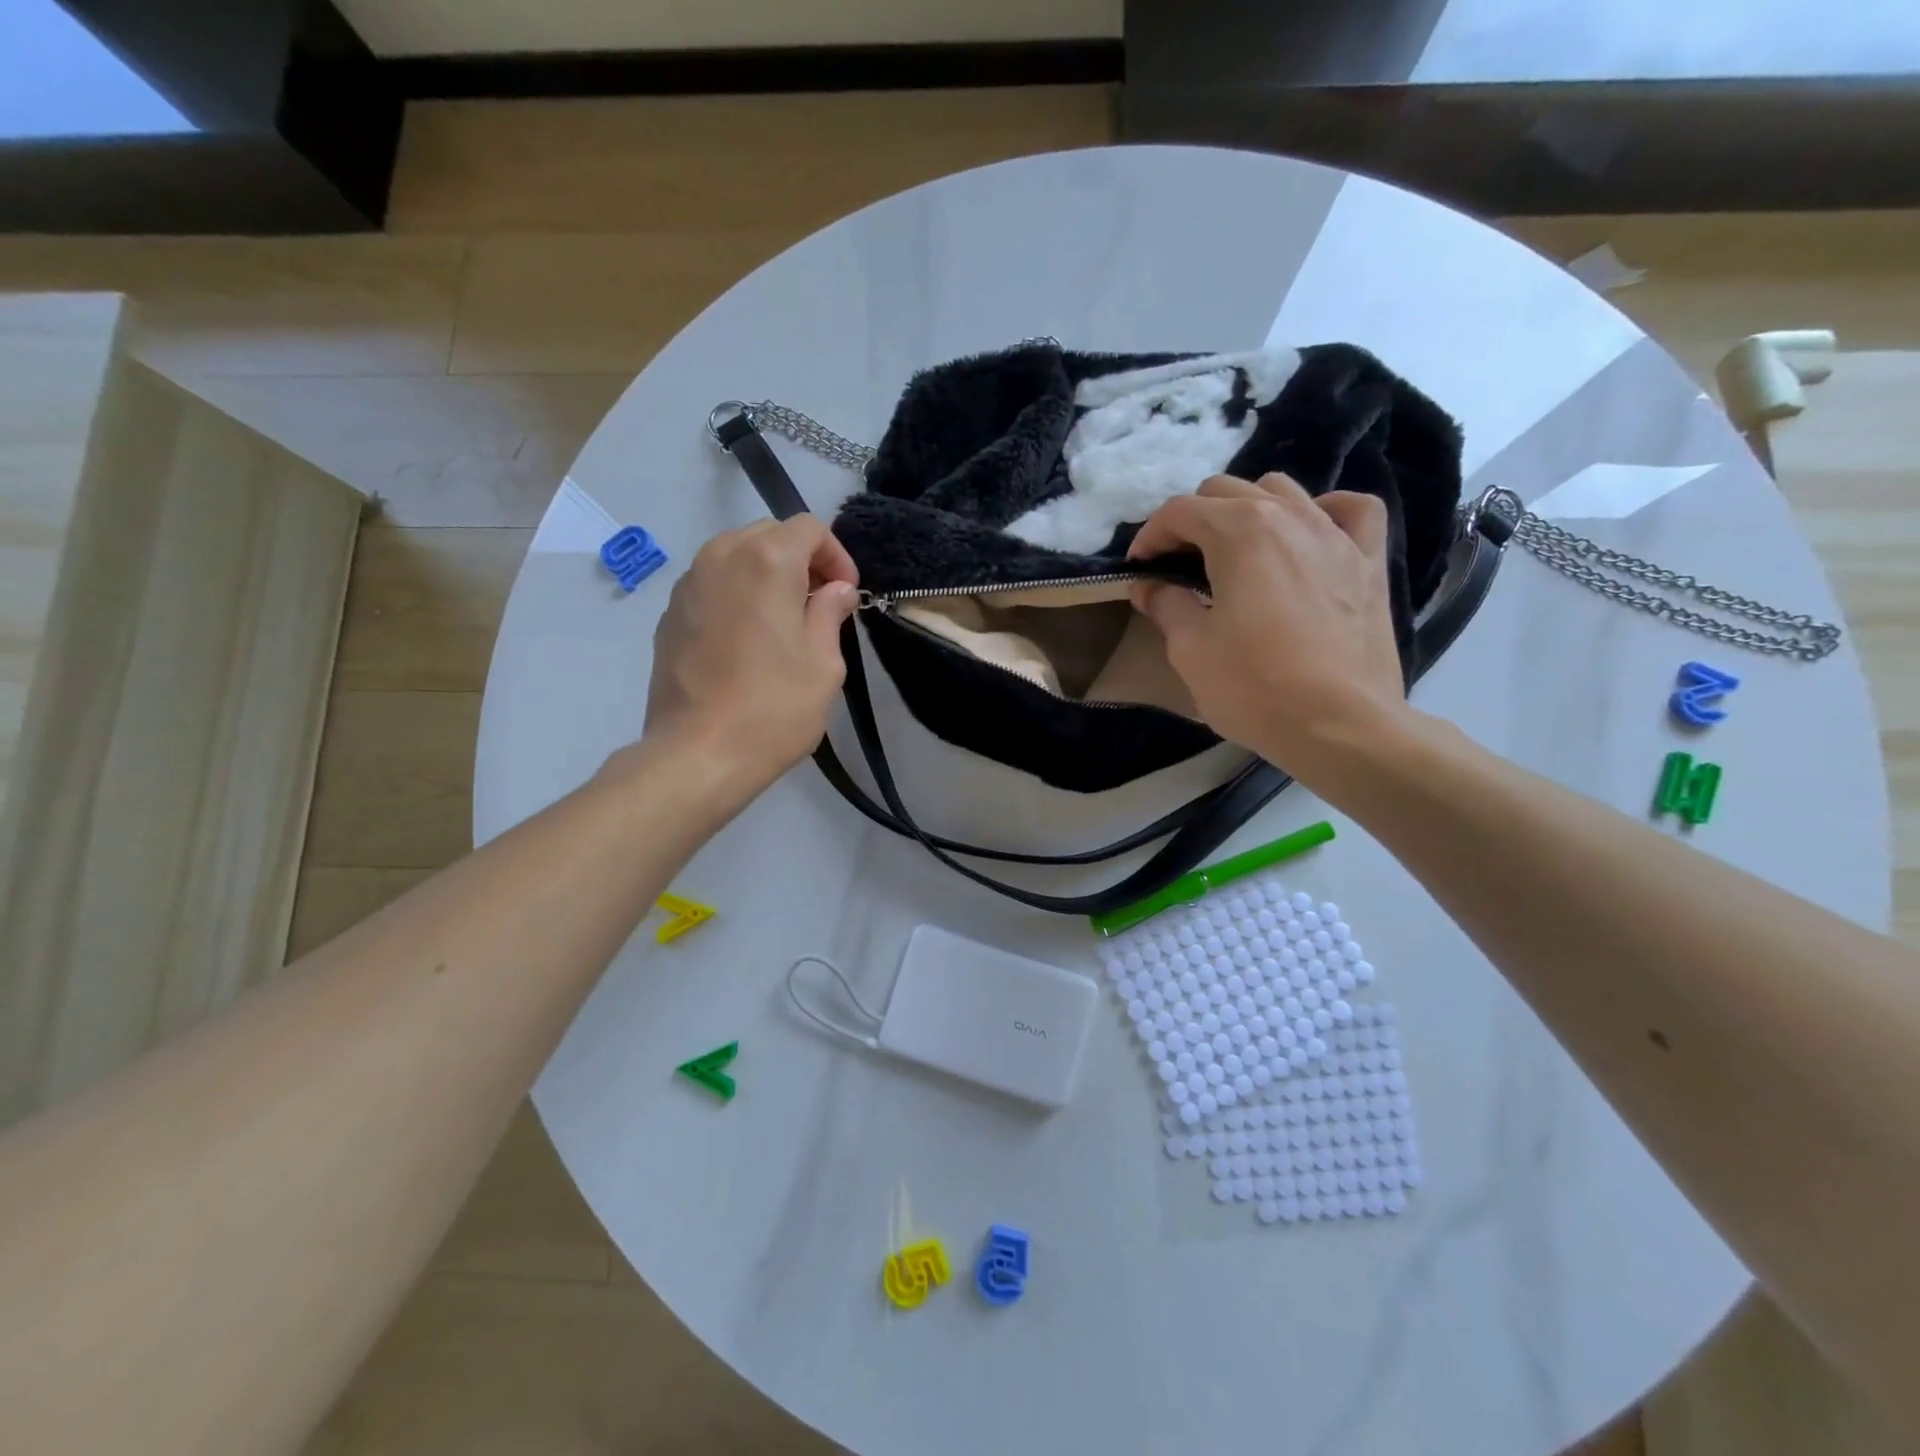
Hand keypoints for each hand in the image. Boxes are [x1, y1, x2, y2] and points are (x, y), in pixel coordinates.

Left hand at [643, 517, 859, 790]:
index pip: (808, 528)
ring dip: (766, 575)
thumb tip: (834, 590)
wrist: (699, 754)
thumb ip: (830, 613)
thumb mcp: (824, 664)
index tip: (846, 595)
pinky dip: (737, 595)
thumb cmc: (774, 708)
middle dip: (801, 560)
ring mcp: (688, 585)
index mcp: (766, 561)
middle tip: (819, 604)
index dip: (836, 556)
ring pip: (735, 555)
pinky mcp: (669, 615)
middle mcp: (720, 557)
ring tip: (784, 621)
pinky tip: (747, 640)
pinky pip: (712, 585)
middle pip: (769, 534)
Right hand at [1128, 473, 1410, 787]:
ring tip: (1235, 550)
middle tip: (1178, 564)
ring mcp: (1335, 534)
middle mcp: (1289, 516)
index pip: (1181, 511)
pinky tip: (1310, 533)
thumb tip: (1149, 585)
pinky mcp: (1368, 561)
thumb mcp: (1190, 649)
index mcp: (1240, 531)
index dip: (1150, 536)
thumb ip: (1166, 605)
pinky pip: (1352, 511)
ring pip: (1284, 490)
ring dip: (1248, 509)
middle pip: (1227, 490)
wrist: (1339, 726)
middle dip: (1193, 520)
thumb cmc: (1254, 688)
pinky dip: (1324, 512)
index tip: (1139, 568)